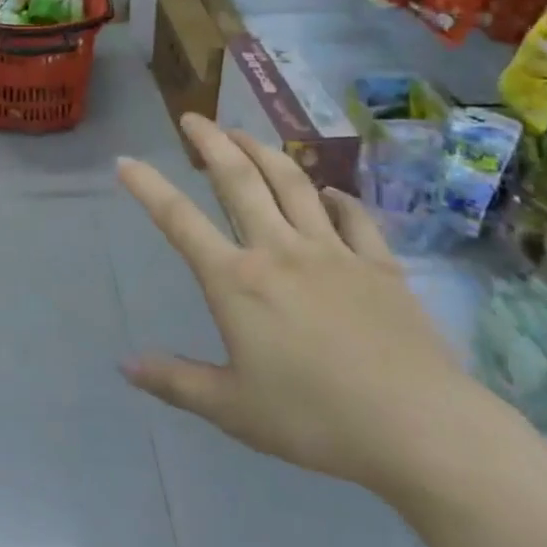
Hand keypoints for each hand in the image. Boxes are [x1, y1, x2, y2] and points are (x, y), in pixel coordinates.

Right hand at [117, 114, 486, 497]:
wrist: (421, 428)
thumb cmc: (315, 419)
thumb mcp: (232, 409)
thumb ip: (175, 381)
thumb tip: (125, 365)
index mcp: (237, 281)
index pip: (180, 220)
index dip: (148, 187)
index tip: (125, 161)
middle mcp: (279, 250)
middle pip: (239, 180)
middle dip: (211, 142)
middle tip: (193, 118)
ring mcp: (333, 252)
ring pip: (292, 184)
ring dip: (264, 152)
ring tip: (244, 133)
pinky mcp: (379, 265)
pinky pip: (353, 217)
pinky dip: (336, 197)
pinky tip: (328, 191)